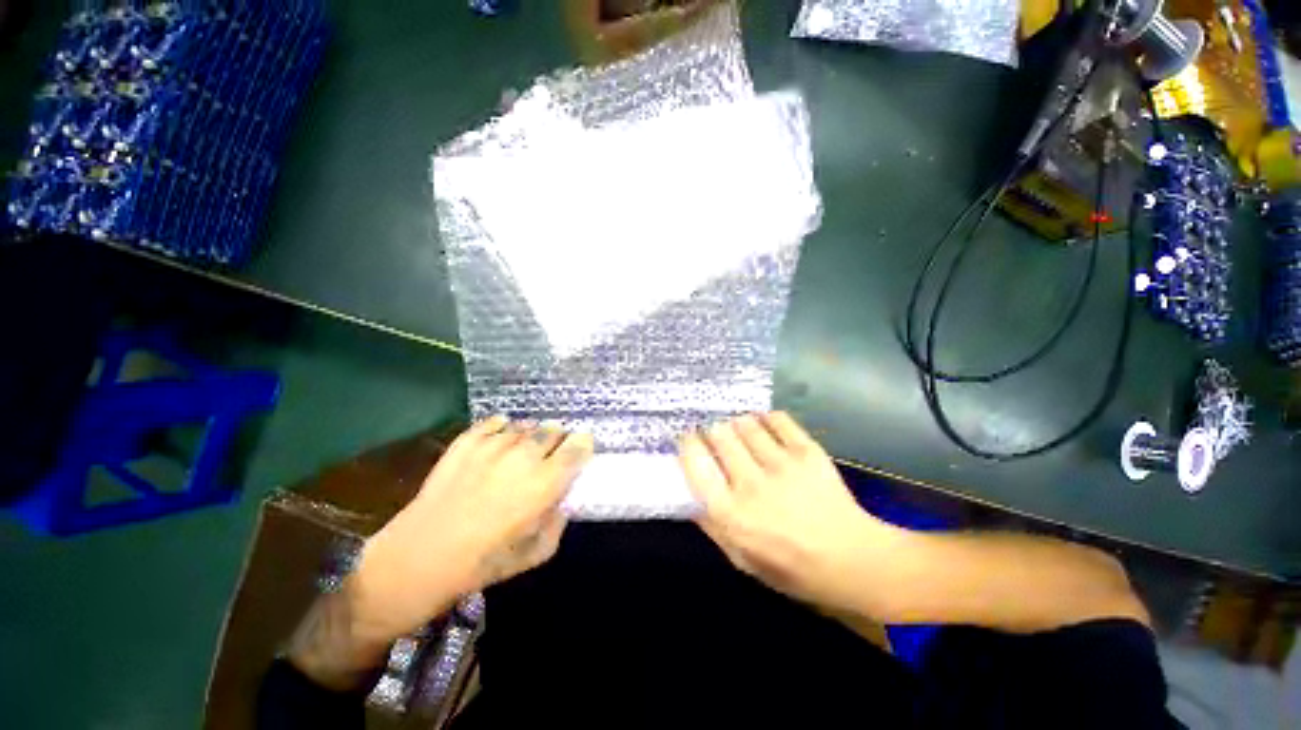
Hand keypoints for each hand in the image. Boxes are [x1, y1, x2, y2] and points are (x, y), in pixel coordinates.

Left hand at [354, 417, 593, 638]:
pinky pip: (495, 423)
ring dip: (531, 435)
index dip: (583, 445)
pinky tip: (501, 438)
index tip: (581, 451)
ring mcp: (493, 445)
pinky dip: (503, 428)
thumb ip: (559, 522)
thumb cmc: (483, 562)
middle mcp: (524, 455)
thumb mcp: (535, 554)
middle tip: (551, 454)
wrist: (420, 556)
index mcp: (545, 481)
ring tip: (524, 450)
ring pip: (526, 426)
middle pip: (553, 430)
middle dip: (558, 439)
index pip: (578, 446)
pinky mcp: (467, 442)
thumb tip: (565, 499)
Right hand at [679, 412, 898, 613]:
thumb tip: (688, 496)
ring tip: (739, 428)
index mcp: (731, 513)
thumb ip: (711, 527)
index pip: (696, 463)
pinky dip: (765, 417)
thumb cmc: (791, 567)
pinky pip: (777, 419)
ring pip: (745, 423)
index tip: (689, 438)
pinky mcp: (807, 451)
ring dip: (737, 422)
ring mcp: (781, 464)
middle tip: (715, 433)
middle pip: (719, 434)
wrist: (852, 560)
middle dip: (712, 429)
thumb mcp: (741, 560)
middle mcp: (751, 483)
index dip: (688, 443)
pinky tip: (764, 424)